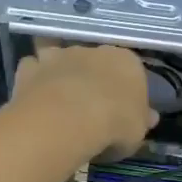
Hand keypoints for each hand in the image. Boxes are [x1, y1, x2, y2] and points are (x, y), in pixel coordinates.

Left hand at [11, 40, 156, 159]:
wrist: (69, 120)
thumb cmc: (114, 124)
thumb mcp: (138, 131)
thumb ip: (142, 120)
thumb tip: (150, 116)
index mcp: (126, 61)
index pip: (130, 71)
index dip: (125, 90)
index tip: (121, 110)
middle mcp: (93, 50)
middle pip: (94, 61)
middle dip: (91, 77)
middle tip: (89, 106)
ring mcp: (59, 55)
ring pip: (60, 57)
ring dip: (59, 70)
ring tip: (58, 96)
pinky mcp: (31, 67)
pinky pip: (32, 69)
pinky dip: (33, 78)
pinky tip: (34, 96)